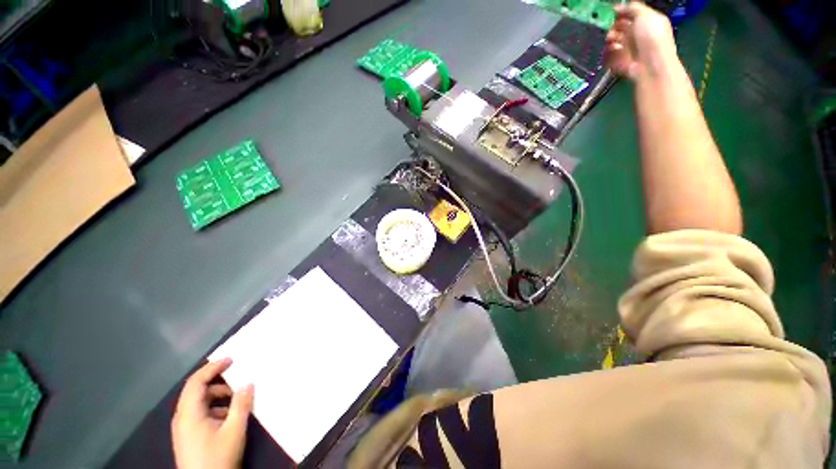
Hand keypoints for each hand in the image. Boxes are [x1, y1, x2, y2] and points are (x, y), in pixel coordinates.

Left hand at [171, 358, 253, 468]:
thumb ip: (241, 404)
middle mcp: (182, 418)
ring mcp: (184, 428)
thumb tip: (248, 383)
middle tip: (237, 377)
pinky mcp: (188, 437)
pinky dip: (215, 408)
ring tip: (237, 398)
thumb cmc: (218, 457)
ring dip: (217, 396)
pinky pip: (200, 413)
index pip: (196, 382)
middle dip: (217, 381)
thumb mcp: (234, 430)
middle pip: (196, 391)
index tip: (231, 359)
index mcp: (189, 414)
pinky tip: (229, 415)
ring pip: (199, 403)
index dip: (212, 368)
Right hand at [605, 2, 677, 80]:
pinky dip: (608, 52)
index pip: (630, 14)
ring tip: (610, 39)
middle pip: (620, 27)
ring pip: (614, 41)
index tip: (611, 12)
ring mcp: (629, 49)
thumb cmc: (652, 38)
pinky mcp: (621, 62)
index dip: (620, 12)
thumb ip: (633, 8)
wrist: (650, 65)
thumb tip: (619, 6)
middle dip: (613, 26)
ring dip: (610, 39)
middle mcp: (637, 35)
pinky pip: (610, 56)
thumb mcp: (646, 15)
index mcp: (646, 22)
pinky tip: (611, 50)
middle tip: (610, 27)